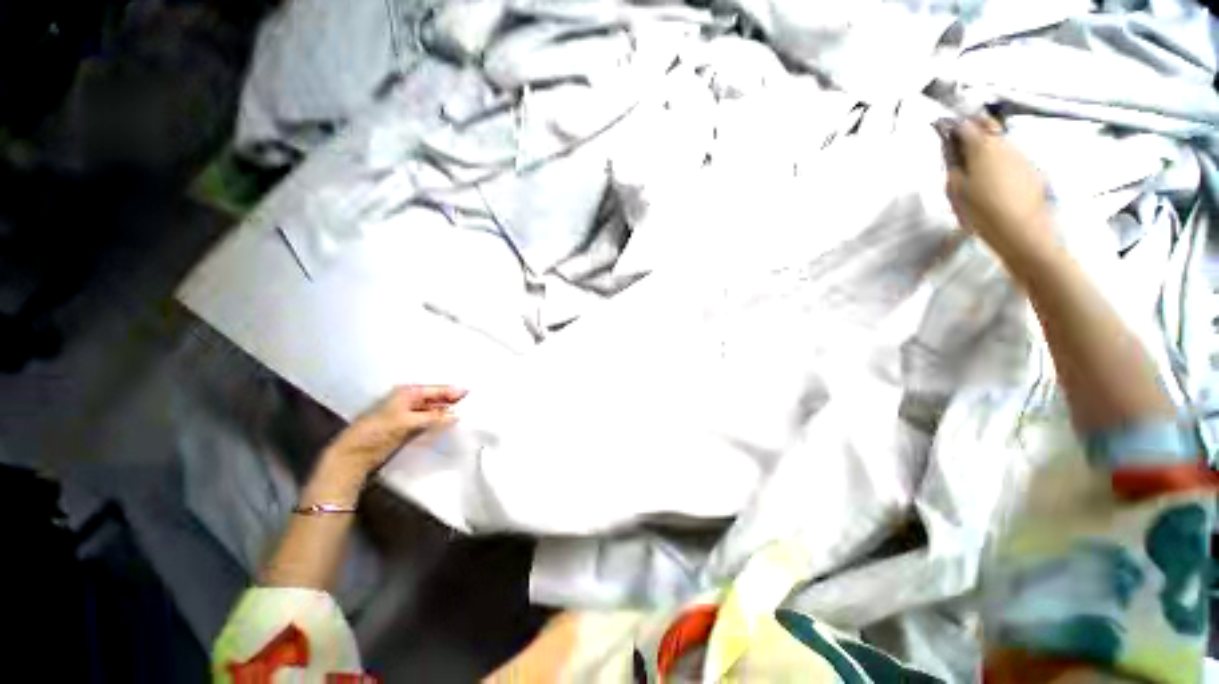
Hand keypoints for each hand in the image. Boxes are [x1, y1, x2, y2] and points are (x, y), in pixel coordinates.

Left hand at [323, 385, 466, 477]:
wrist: (355, 454)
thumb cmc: (378, 431)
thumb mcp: (407, 422)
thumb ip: (434, 417)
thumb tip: (457, 414)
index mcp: (408, 392)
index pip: (436, 389)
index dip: (453, 391)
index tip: (471, 394)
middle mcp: (410, 400)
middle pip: (437, 399)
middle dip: (452, 402)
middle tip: (472, 405)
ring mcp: (410, 414)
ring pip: (434, 410)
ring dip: (447, 413)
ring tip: (466, 415)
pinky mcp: (409, 427)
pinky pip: (430, 421)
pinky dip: (440, 422)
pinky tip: (451, 424)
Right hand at [941, 116, 1053, 261]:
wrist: (1021, 230)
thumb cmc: (982, 211)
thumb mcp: (955, 191)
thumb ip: (954, 167)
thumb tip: (953, 152)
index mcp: (982, 147)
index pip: (966, 125)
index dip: (953, 127)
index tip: (944, 132)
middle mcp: (1005, 143)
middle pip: (988, 126)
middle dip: (975, 129)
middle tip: (962, 142)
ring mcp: (1022, 154)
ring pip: (1001, 141)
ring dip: (988, 146)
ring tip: (977, 163)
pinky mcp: (1032, 168)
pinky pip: (1012, 156)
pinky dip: (1001, 160)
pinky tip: (995, 178)